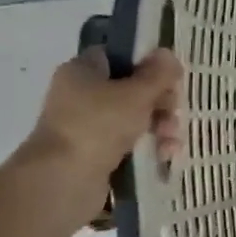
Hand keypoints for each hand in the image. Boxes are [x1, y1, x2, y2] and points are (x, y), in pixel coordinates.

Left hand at [23, 47, 183, 182]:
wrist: (62, 182)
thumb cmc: (98, 125)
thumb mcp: (137, 93)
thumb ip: (158, 73)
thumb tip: (168, 54)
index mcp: (82, 70)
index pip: (119, 55)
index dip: (146, 62)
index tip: (169, 75)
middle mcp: (80, 95)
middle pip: (131, 88)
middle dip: (160, 101)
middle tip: (173, 112)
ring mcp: (86, 127)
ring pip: (133, 118)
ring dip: (159, 126)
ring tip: (170, 141)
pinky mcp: (93, 155)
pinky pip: (127, 143)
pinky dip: (147, 147)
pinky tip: (164, 155)